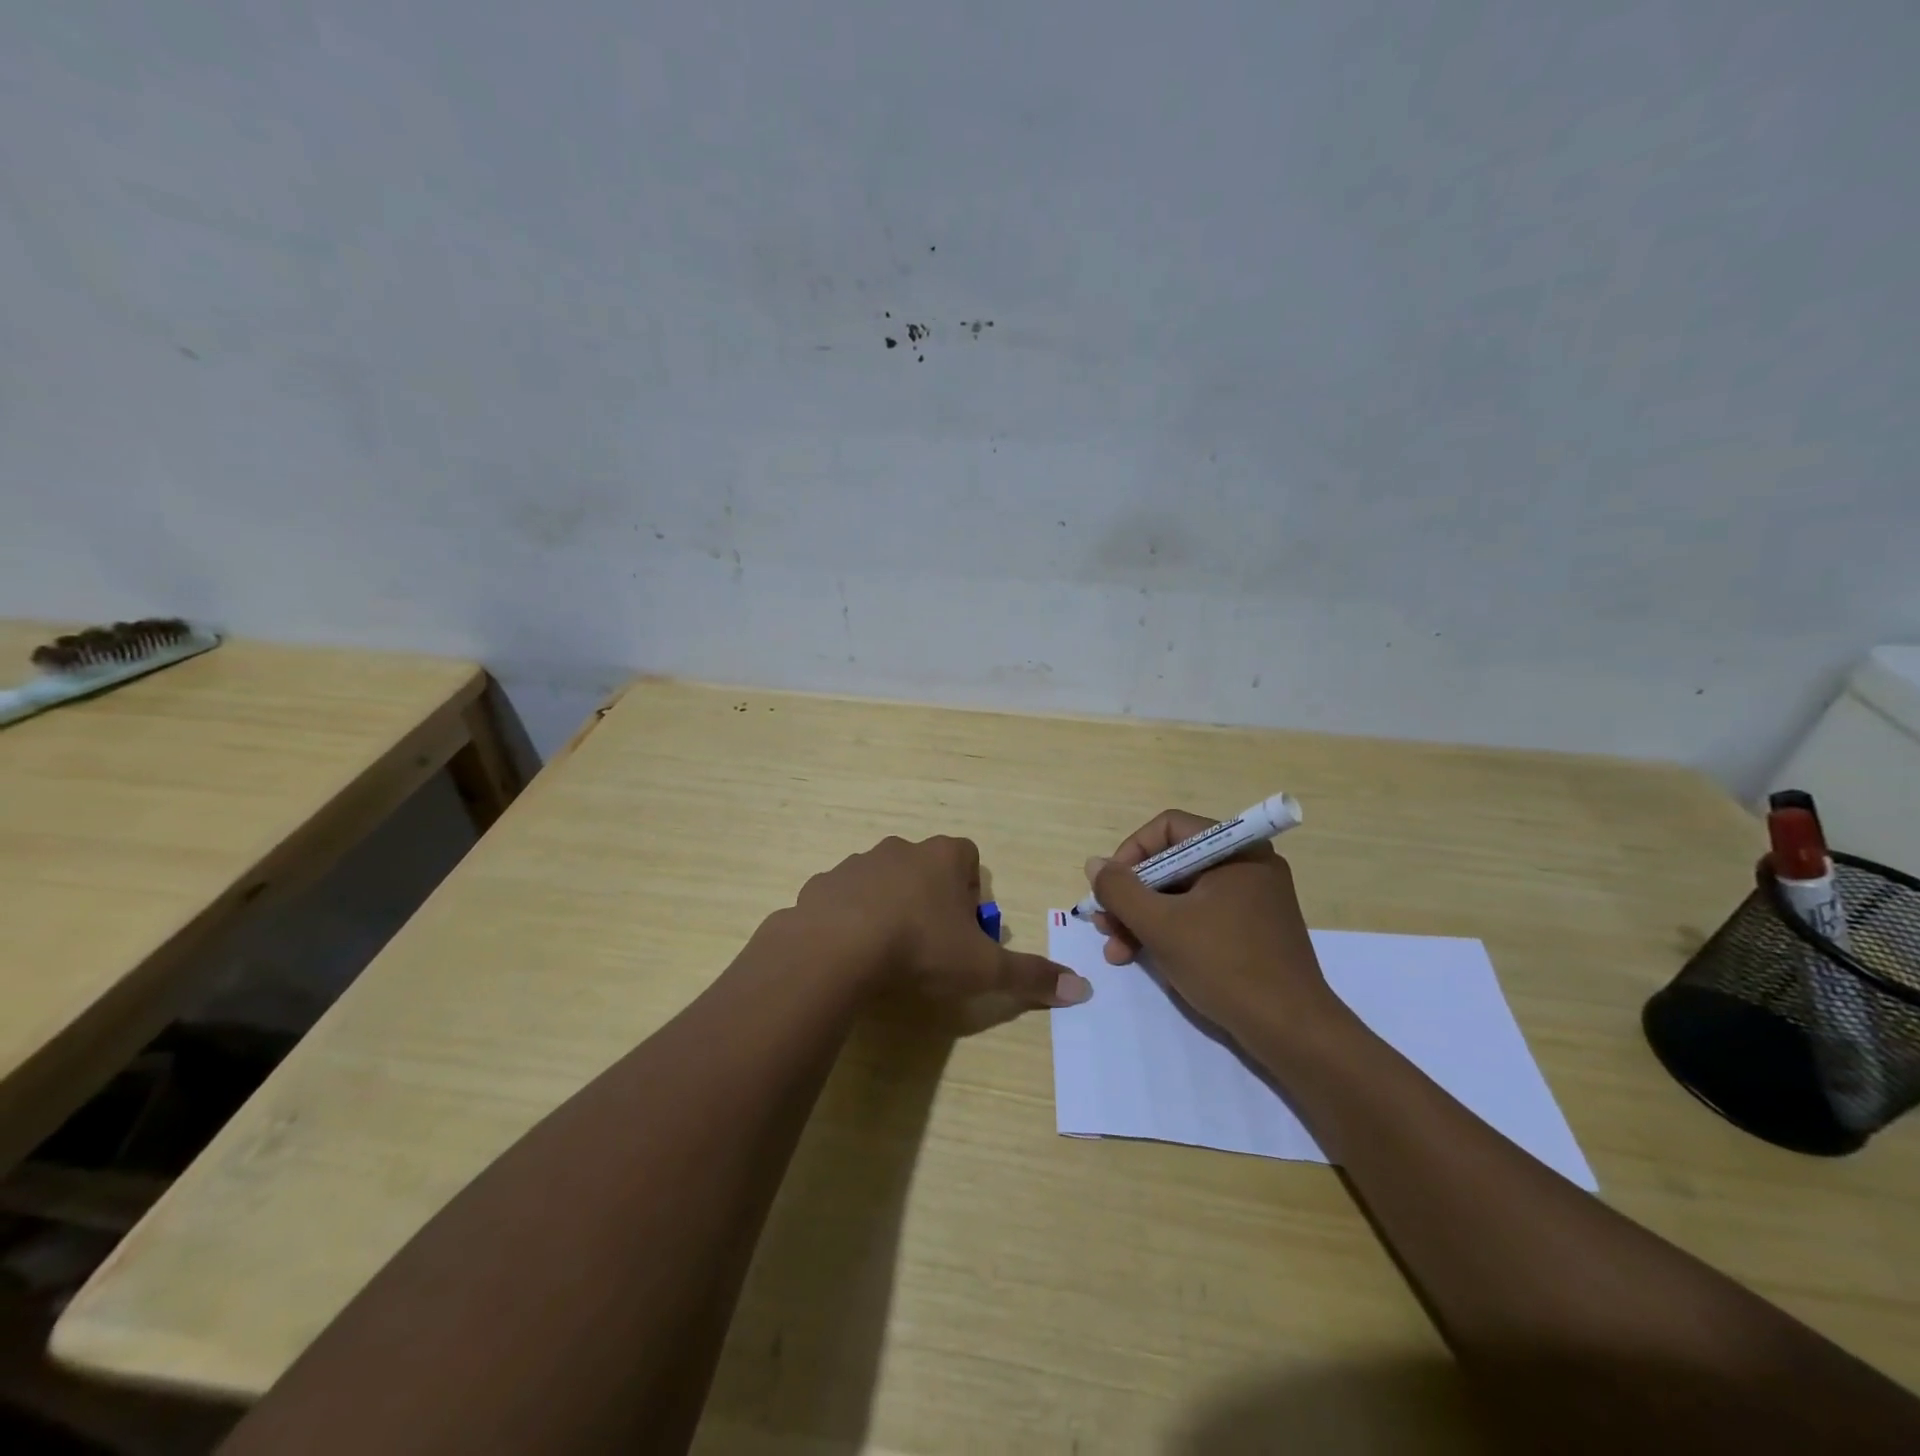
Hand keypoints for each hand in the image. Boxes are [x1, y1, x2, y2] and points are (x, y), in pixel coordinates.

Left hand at [786, 835, 1090, 1008]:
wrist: (837, 949)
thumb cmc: (921, 948)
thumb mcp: (983, 968)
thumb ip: (1031, 975)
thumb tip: (1082, 989)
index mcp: (942, 857)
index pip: (967, 858)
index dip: (970, 892)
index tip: (964, 929)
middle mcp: (901, 849)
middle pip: (925, 869)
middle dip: (931, 900)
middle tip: (930, 946)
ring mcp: (857, 863)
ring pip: (883, 880)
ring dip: (889, 906)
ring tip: (889, 952)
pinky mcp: (822, 883)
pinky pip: (844, 897)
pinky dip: (850, 918)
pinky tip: (852, 952)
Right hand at [1088, 809, 1338, 1040]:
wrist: (1292, 1031)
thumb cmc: (1225, 966)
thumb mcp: (1161, 926)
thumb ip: (1120, 890)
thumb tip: (1095, 864)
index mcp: (1235, 850)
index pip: (1168, 828)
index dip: (1130, 854)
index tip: (1109, 889)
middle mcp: (1246, 865)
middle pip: (1172, 863)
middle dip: (1132, 895)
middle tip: (1104, 925)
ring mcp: (1252, 898)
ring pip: (1182, 893)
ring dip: (1144, 918)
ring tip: (1117, 951)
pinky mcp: (1252, 929)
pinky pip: (1200, 915)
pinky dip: (1170, 931)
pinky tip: (1144, 957)